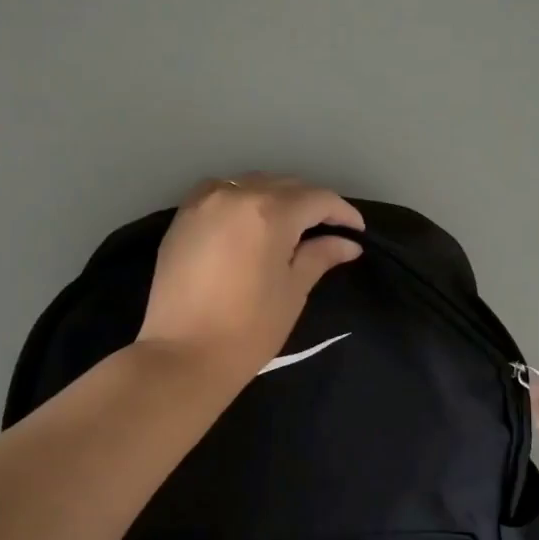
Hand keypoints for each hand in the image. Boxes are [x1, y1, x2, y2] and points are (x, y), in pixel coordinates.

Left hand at [138, 174, 364, 379]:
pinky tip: (250, 223)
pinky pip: (220, 193)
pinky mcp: (181, 217)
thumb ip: (319, 256)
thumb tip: (347, 243)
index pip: (317, 199)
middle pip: (284, 185)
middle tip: (327, 231)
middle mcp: (235, 195)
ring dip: (276, 198)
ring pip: (251, 184)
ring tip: (290, 226)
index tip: (356, 232)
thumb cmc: (249, 329)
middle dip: (310, 204)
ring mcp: (203, 202)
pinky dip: (242, 200)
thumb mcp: (292, 291)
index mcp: (269, 212)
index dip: (342, 213)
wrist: (183, 355)